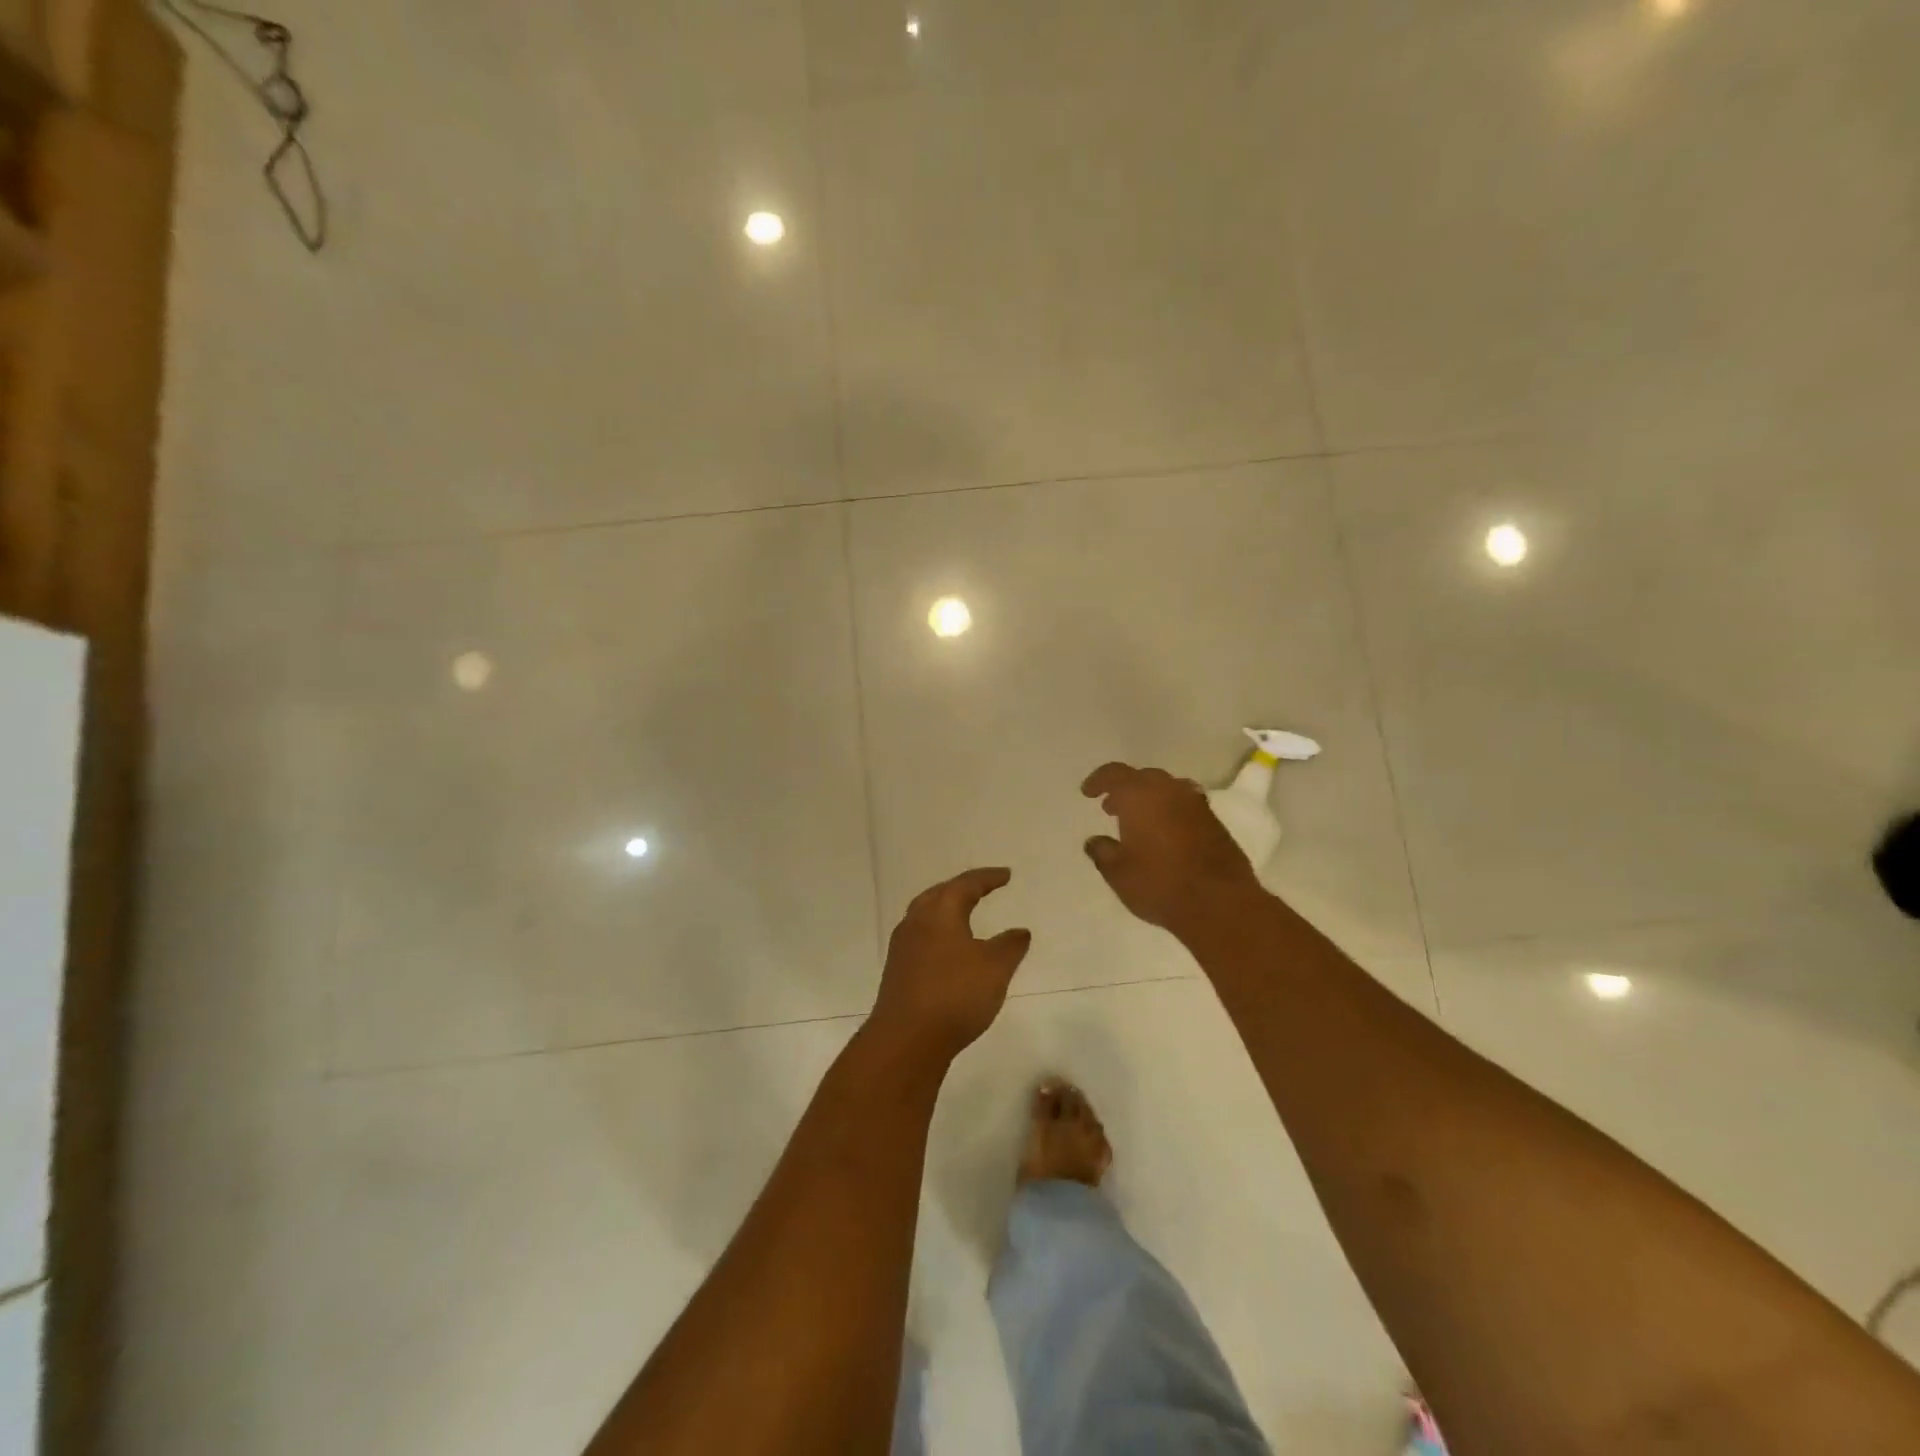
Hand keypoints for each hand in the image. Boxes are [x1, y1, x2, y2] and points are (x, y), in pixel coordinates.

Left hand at [870, 867, 1032, 1059]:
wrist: (906, 1040)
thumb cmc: (954, 994)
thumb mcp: (994, 968)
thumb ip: (1009, 946)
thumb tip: (1020, 931)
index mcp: (939, 913)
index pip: (965, 885)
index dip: (988, 878)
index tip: (1006, 875)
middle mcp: (916, 923)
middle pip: (939, 895)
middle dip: (961, 889)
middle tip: (981, 888)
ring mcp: (903, 948)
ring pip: (925, 917)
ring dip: (946, 911)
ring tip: (964, 915)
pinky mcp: (898, 972)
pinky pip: (921, 939)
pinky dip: (939, 934)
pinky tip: (949, 951)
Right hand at [1081, 763, 1265, 935]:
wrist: (1220, 904)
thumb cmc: (1159, 884)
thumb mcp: (1118, 873)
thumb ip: (1102, 852)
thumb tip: (1094, 841)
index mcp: (1140, 795)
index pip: (1115, 774)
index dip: (1098, 780)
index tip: (1088, 793)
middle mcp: (1170, 791)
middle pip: (1143, 777)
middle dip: (1125, 789)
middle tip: (1112, 808)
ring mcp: (1197, 805)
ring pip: (1168, 789)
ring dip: (1150, 799)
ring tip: (1140, 820)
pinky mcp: (1216, 822)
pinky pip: (1186, 805)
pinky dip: (1170, 812)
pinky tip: (1166, 834)